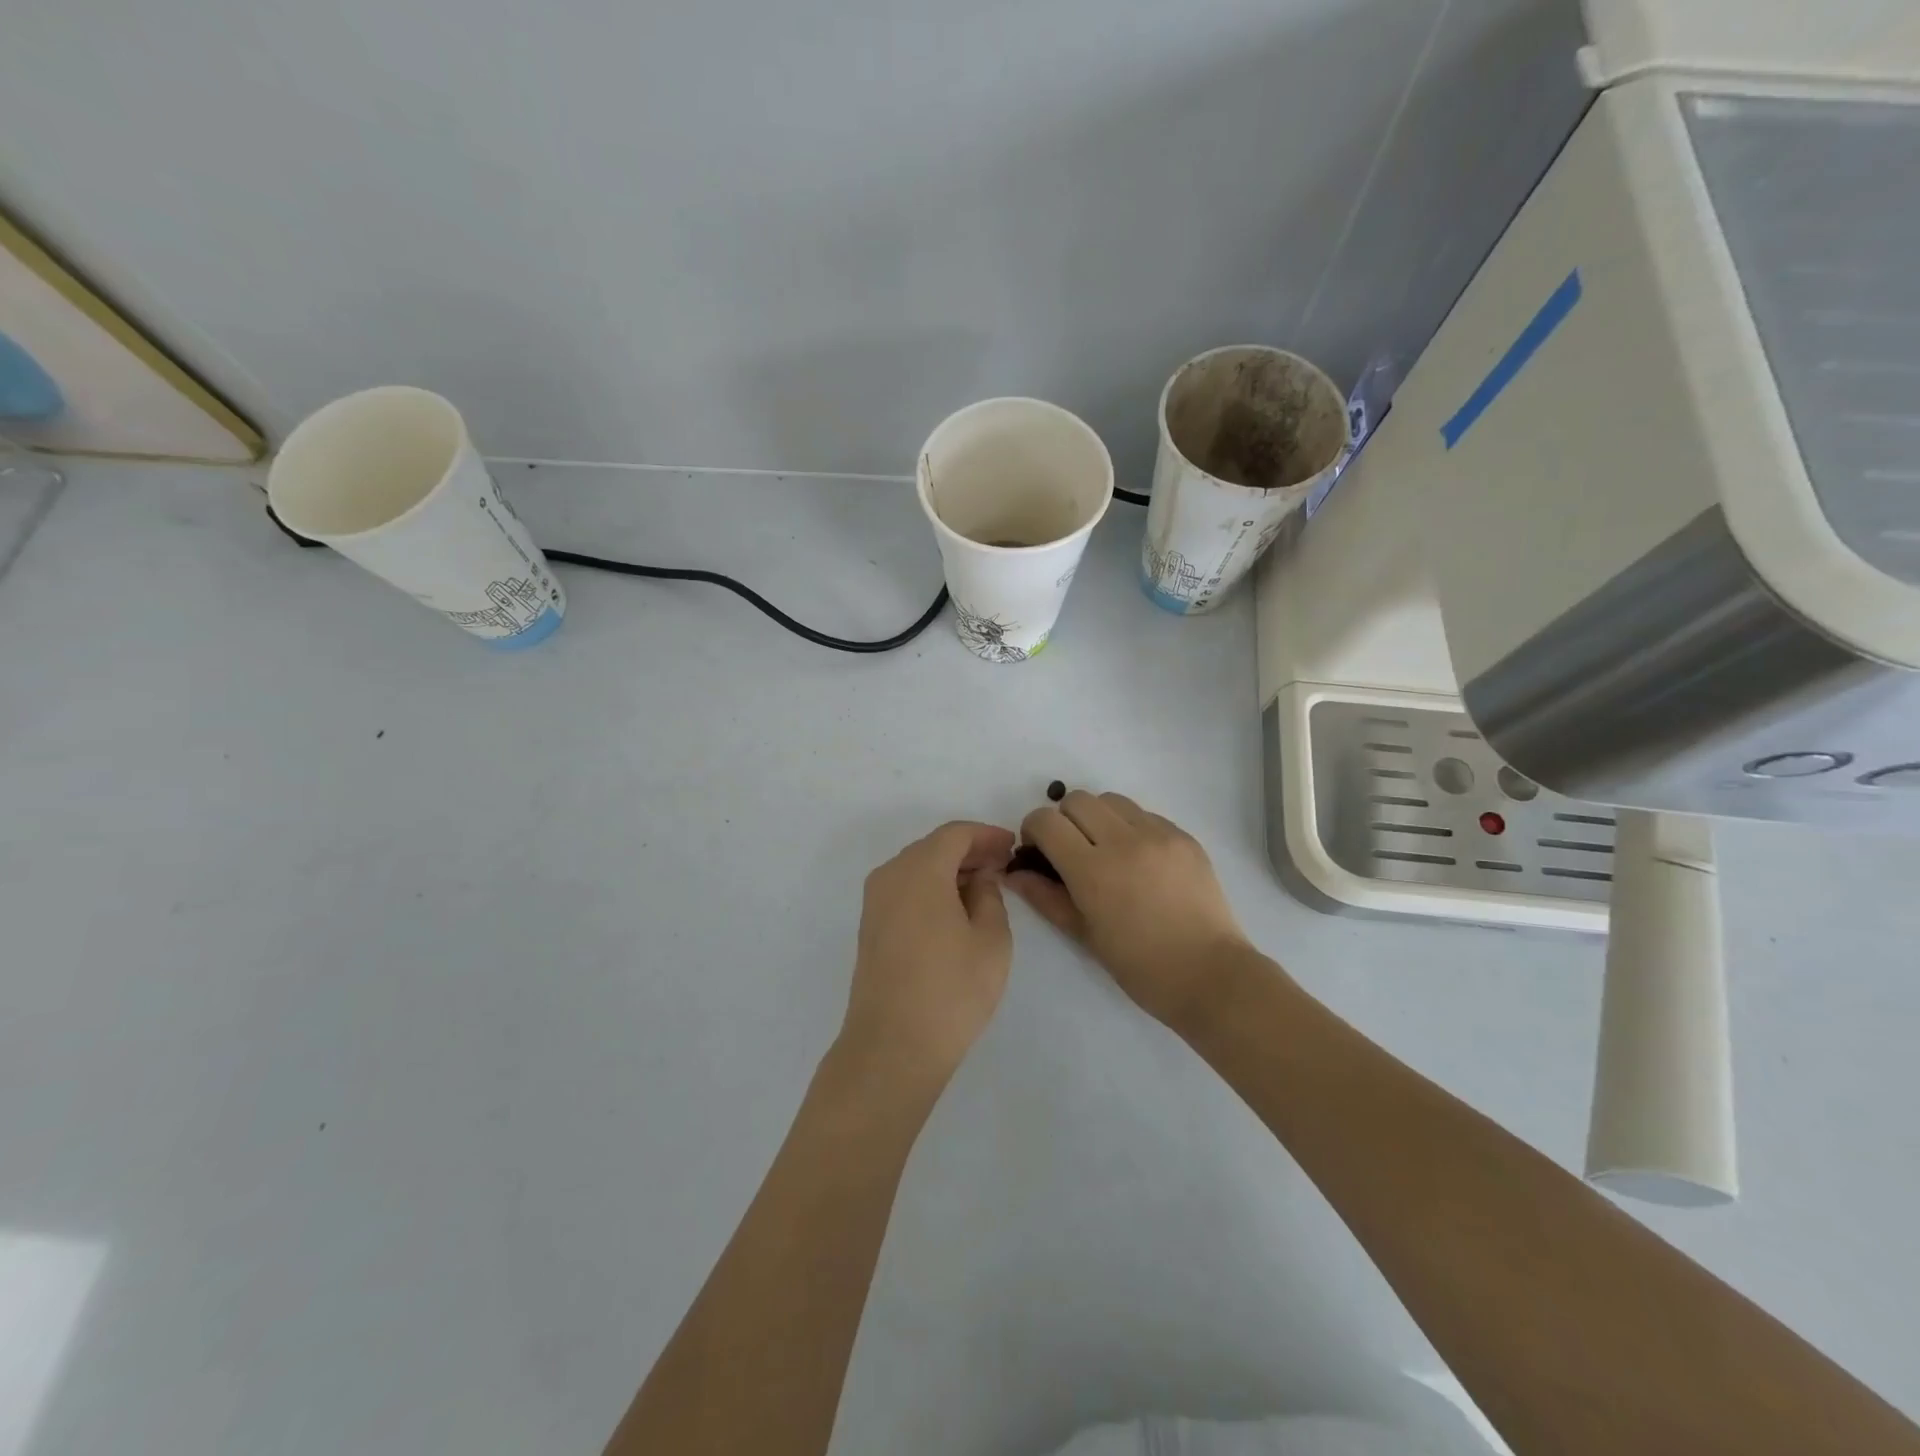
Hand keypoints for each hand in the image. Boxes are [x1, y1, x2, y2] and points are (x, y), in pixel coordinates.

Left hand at [837, 821, 1015, 1099]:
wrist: (892, 1047)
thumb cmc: (951, 990)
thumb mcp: (991, 939)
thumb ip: (990, 895)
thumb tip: (979, 878)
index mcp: (920, 870)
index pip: (955, 834)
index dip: (986, 835)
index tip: (1012, 846)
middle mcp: (890, 876)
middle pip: (933, 847)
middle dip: (969, 851)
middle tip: (1002, 866)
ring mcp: (875, 902)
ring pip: (917, 868)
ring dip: (949, 870)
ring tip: (984, 888)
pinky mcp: (870, 927)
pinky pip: (905, 890)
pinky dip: (931, 888)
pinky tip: (955, 909)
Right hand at [1008, 791, 1249, 1027]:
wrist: (1210, 975)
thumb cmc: (1140, 966)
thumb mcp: (1084, 935)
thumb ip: (1045, 897)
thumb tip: (1014, 873)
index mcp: (1093, 869)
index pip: (1046, 821)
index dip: (1033, 830)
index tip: (1039, 851)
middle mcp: (1124, 840)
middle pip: (1077, 799)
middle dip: (1064, 820)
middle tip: (1071, 850)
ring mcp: (1159, 834)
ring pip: (1112, 800)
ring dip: (1098, 818)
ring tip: (1107, 850)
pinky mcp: (1184, 836)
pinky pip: (1145, 815)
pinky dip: (1131, 827)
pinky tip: (1139, 861)